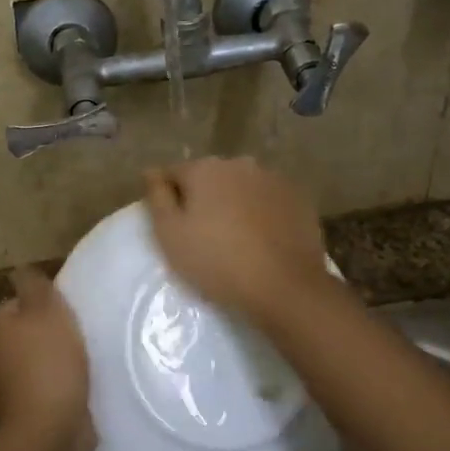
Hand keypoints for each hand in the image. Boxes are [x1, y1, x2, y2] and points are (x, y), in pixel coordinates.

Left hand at [0, 266, 93, 450]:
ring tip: (83, 367)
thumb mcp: (46, 309)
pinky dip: (55, 393)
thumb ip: (34, 284)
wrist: (47, 433)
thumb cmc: (48, 362)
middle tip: (80, 339)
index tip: (69, 316)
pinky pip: (40, 395)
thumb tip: (20, 270)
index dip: (44, 308)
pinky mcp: (18, 420)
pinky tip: (77, 393)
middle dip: (47, 338)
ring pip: (32, 367)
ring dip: (52, 367)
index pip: (18, 306)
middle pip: (24, 337)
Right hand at [143, 157, 334, 322]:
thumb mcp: (170, 234)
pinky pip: (269, 202)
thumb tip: (151, 172)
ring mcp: (273, 179)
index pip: (174, 174)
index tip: (173, 227)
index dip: (169, 199)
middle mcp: (240, 164)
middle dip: (204, 199)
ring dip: (234, 205)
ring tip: (235, 240)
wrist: (284, 286)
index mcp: (205, 169)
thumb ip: (157, 197)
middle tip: (203, 236)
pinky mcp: (298, 199)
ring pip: (242, 188)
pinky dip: (262, 214)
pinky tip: (262, 241)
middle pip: (211, 178)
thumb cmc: (217, 262)